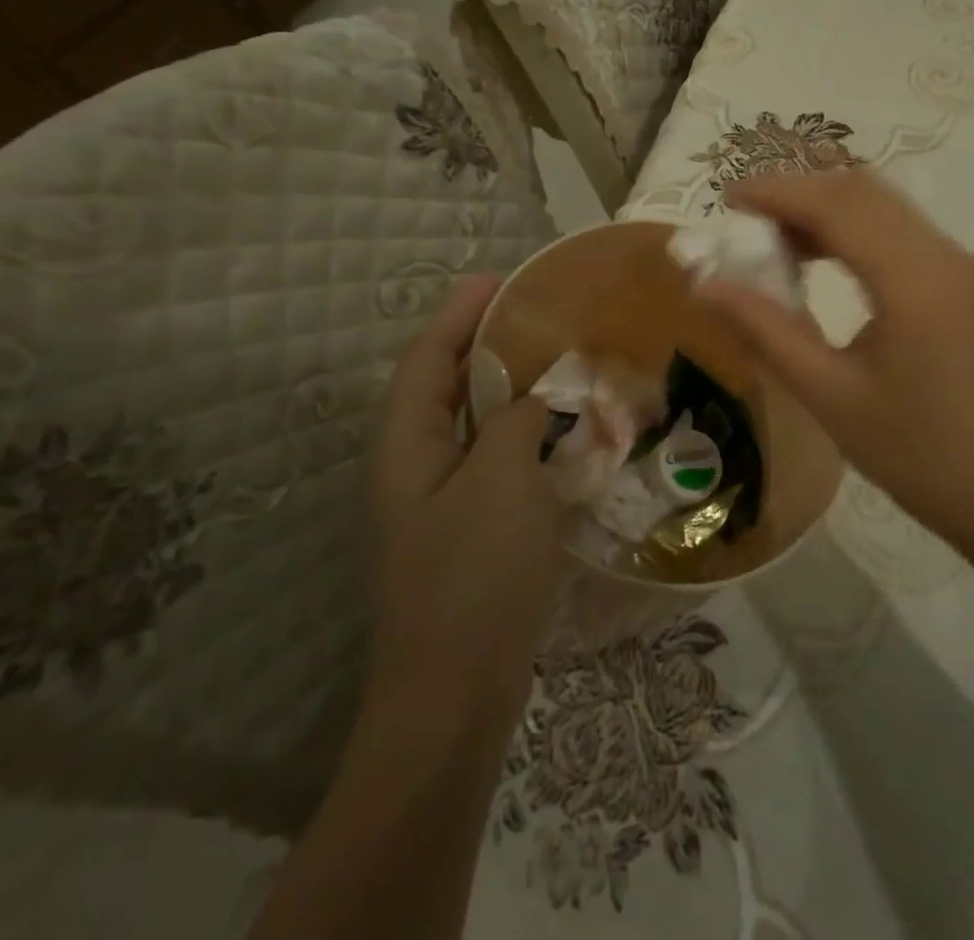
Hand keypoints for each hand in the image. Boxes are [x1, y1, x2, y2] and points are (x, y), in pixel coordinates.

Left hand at [363, 275, 568, 720]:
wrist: (457, 695)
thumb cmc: (473, 576)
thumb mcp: (500, 480)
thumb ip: (517, 420)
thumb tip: (535, 396)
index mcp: (406, 446)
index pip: (428, 359)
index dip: (459, 314)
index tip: (498, 278)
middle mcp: (416, 467)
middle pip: (448, 387)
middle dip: (487, 345)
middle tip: (540, 313)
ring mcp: (443, 503)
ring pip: (477, 426)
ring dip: (512, 390)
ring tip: (559, 360)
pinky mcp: (473, 531)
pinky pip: (499, 462)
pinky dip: (528, 436)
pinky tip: (566, 432)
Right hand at [695, 171, 973, 544]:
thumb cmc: (912, 452)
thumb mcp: (828, 394)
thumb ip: (766, 330)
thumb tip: (705, 286)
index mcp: (912, 281)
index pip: (836, 206)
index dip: (778, 192)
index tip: (727, 198)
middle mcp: (940, 254)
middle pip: (860, 191)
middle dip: (798, 194)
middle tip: (746, 223)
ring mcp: (955, 264)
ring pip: (881, 205)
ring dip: (825, 209)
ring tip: (774, 241)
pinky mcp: (958, 279)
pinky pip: (897, 230)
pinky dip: (851, 228)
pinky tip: (820, 260)